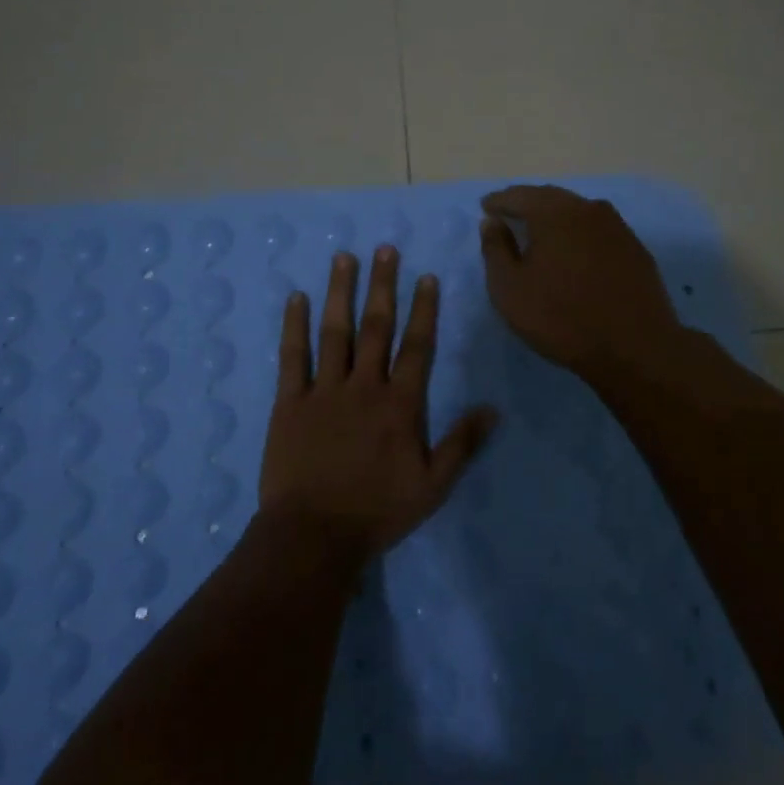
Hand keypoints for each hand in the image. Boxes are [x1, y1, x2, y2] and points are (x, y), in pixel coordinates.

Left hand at [259, 247, 498, 561]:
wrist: (313, 535)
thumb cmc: (377, 511)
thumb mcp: (432, 485)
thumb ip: (462, 443)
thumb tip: (493, 408)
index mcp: (399, 404)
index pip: (417, 346)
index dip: (423, 310)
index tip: (425, 276)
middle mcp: (364, 386)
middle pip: (376, 327)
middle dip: (382, 286)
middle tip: (385, 249)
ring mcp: (324, 391)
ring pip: (335, 332)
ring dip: (340, 292)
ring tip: (344, 258)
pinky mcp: (290, 402)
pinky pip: (292, 357)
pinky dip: (294, 326)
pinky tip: (295, 298)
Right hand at [479, 185, 684, 381]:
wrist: (634, 348)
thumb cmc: (561, 318)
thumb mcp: (509, 289)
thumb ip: (495, 250)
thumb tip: (492, 222)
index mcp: (553, 212)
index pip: (519, 196)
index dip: (499, 201)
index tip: (486, 207)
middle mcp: (587, 209)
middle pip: (550, 198)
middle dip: (527, 203)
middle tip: (510, 213)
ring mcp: (616, 227)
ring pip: (577, 211)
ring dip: (556, 217)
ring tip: (541, 231)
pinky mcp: (635, 248)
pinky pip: (598, 230)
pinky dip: (579, 233)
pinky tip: (575, 251)